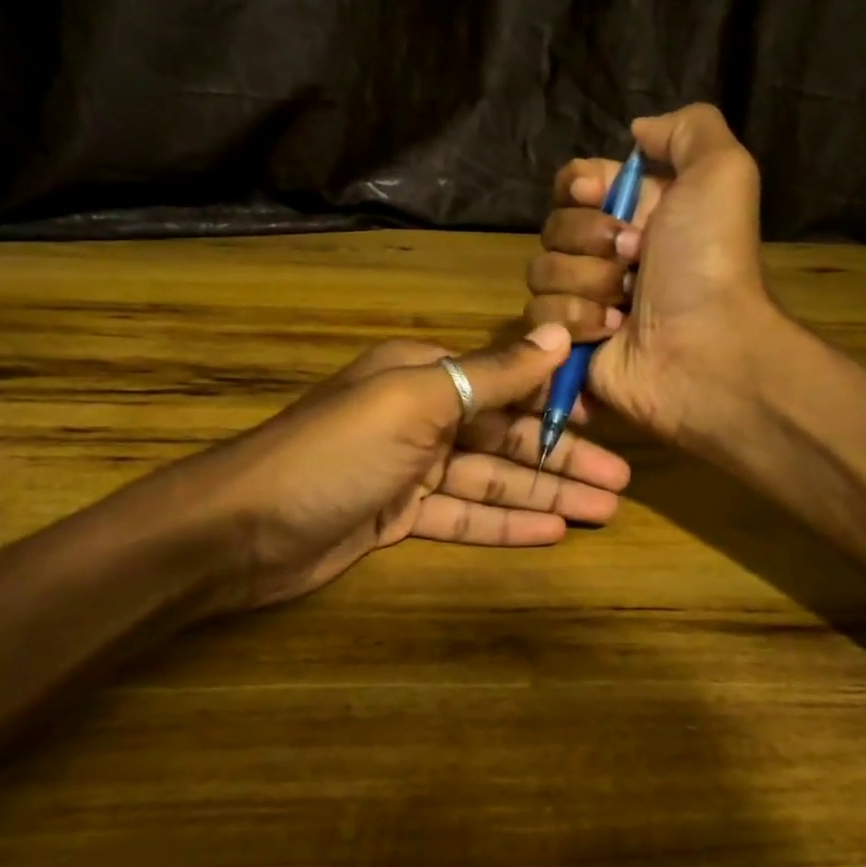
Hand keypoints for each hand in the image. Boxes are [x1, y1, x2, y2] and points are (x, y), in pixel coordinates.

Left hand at [159, 324, 629, 611]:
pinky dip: (504, 523)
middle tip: (622, 483)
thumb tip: (557, 334)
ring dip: (544, 494)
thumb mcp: (417, 401)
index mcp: (423, 374)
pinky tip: (550, 532)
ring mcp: (408, 469)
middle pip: (504, 437)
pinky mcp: (397, 516)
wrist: (243, 528)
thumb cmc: (335, 452)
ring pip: (489, 480)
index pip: (505, 382)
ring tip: (603, 510)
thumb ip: (490, 373)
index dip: (556, 402)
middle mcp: (420, 415)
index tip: (607, 421)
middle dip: (561, 458)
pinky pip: (462, 516)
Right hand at [524, 104, 774, 442]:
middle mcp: (606, 252)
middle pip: (553, 226)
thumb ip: (687, 129)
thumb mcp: (722, 173)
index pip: (575, 182)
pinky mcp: (569, 342)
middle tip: (635, 259)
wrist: (705, 350)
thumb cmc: (709, 262)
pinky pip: (539, 317)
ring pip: (540, 272)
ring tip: (626, 306)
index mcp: (636, 212)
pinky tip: (611, 334)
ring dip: (586, 284)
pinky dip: (575, 322)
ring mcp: (585, 299)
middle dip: (590, 241)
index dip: (580, 187)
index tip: (600, 196)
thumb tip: (637, 131)